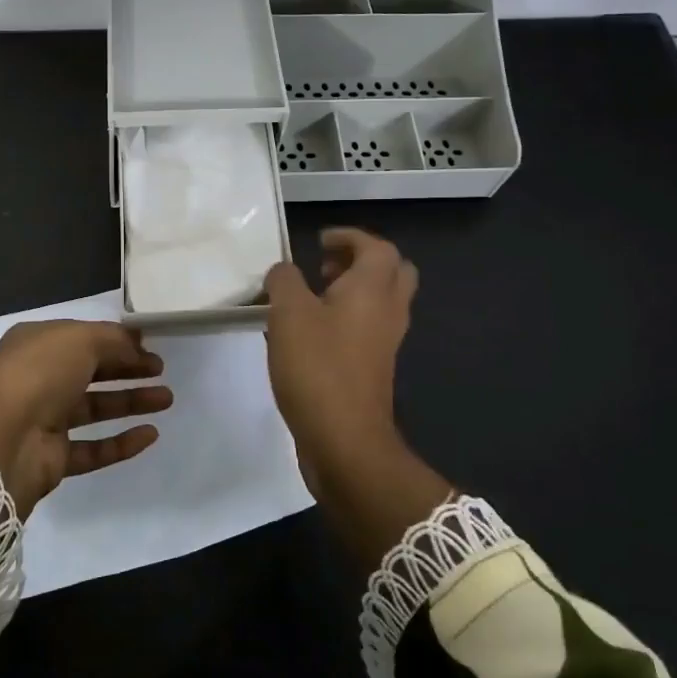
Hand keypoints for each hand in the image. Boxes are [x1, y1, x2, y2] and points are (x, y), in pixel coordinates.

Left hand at [0, 320, 171, 517]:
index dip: (116, 340)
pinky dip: (121, 442)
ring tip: (167, 399)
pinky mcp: (53, 457)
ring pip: (95, 408)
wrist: (1, 441)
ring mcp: (45, 419)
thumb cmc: (38, 374)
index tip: (149, 344)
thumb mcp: (79, 340)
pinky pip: (93, 448)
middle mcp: (39, 378)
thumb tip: (137, 342)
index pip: (82, 338)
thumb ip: (113, 339)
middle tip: (161, 370)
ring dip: (130, 402)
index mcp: (37, 344)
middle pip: (91, 371)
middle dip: (127, 369)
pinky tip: (151, 435)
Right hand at [263, 228, 416, 497]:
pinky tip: (309, 332)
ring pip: (381, 302)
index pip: (376, 247)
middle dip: (361, 261)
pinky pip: (368, 328)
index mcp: (373, 289)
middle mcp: (388, 311)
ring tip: (312, 297)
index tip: (318, 241)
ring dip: (353, 290)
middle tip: (326, 266)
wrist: (344, 439)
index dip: (349, 237)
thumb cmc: (318, 367)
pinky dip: (347, 318)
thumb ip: (284, 281)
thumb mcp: (288, 313)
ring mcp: (385, 343)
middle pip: (393, 272)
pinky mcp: (374, 368)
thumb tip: (284, 272)